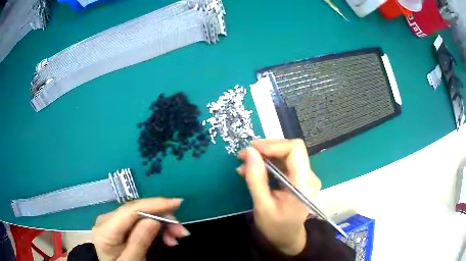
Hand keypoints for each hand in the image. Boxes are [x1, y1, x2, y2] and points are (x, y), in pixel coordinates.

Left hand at [92, 198, 189, 260]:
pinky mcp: (119, 225)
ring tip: (176, 238)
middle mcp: (107, 219)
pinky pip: (139, 220)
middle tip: (182, 232)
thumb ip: (138, 243)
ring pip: (141, 214)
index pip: (130, 210)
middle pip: (138, 211)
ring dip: (161, 223)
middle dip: (162, 217)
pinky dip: (155, 227)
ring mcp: (113, 221)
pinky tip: (166, 237)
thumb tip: (154, 220)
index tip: (178, 203)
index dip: (154, 204)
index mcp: (105, 230)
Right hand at [237, 139, 320, 255]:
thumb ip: (256, 178)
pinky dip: (268, 163)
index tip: (252, 150)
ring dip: (265, 156)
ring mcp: (305, 177)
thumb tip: (250, 152)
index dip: (273, 145)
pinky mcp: (299, 179)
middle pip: (290, 149)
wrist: (287, 238)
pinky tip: (254, 169)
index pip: (295, 149)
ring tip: (245, 163)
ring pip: (286, 154)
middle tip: (244, 155)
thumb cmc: (275, 227)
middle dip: (266, 149)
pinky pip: (285, 163)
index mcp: (304, 184)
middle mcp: (309, 176)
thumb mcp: (262, 205)